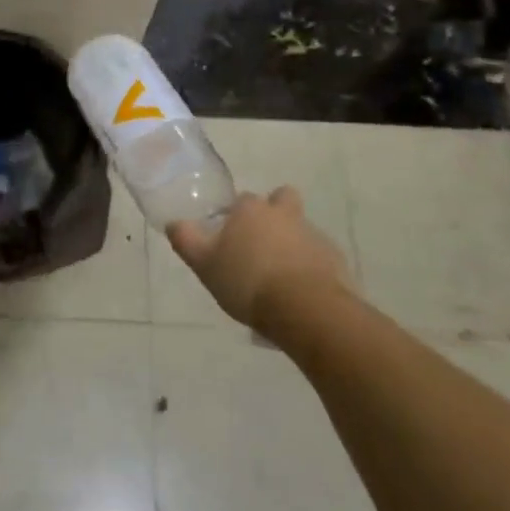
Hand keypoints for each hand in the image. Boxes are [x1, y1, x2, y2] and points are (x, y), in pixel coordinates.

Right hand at [168, 187, 351, 344]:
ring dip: (291, 243)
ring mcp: (313, 235)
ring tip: (279, 277)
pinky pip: (319, 257)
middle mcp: (284, 214)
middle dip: (275, 212)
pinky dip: (310, 267)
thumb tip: (174, 222)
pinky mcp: (335, 260)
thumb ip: (186, 240)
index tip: (230, 237)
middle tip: (261, 244)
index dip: (236, 215)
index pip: (242, 199)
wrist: (306, 310)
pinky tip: (299, 292)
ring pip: (300, 229)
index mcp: (252, 210)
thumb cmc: (248, 281)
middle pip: (282, 200)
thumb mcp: (204, 264)